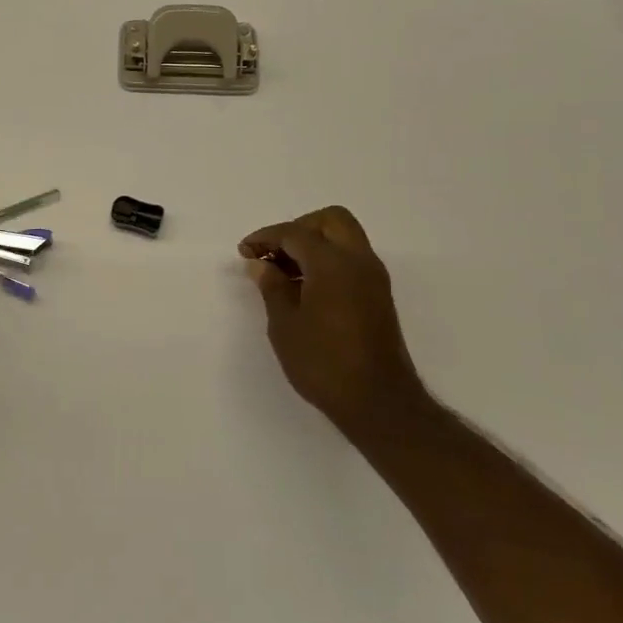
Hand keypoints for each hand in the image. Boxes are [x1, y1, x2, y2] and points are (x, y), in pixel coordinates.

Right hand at [239, 205, 430, 433]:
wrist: (378, 402)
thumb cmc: (323, 362)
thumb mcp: (285, 324)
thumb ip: (272, 287)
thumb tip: (261, 265)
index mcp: (333, 264)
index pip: (295, 233)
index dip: (266, 238)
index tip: (244, 252)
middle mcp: (359, 261)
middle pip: (330, 220)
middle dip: (298, 228)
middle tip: (273, 253)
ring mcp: (373, 278)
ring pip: (344, 238)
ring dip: (314, 244)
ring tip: (283, 272)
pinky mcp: (378, 295)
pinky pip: (351, 259)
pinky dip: (327, 260)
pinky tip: (304, 287)